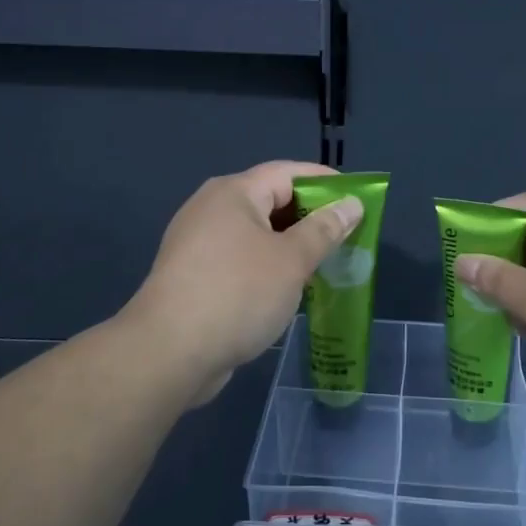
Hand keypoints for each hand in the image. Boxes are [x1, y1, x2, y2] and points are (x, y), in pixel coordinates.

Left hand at [124, 161, 363, 405]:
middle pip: (270, 200)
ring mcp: (197, 243)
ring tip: (324, 264)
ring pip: (256, 233)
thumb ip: (324, 230)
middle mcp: (211, 209)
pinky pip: (240, 258)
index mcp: (234, 193)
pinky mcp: (193, 276)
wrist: (168, 353)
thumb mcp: (292, 260)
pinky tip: (288, 289)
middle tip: (346, 236)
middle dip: (310, 217)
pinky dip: (267, 266)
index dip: (325, 183)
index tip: (357, 199)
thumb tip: (351, 204)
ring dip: (290, 245)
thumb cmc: (237, 294)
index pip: (288, 173)